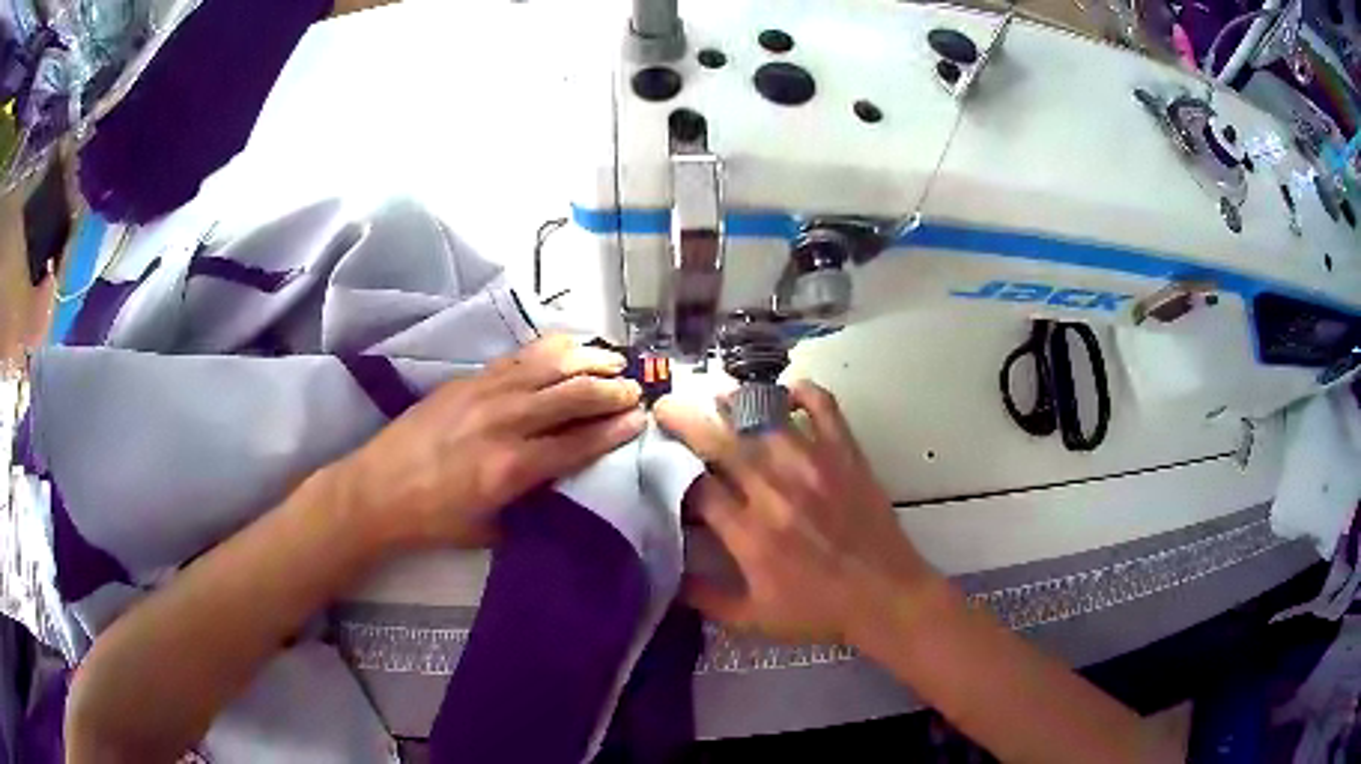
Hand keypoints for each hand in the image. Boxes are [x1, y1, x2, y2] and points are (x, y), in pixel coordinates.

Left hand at [339, 336, 645, 550]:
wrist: (376, 490)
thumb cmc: (433, 520)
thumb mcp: (491, 528)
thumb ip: (531, 503)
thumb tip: (561, 482)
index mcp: (511, 468)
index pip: (578, 442)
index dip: (614, 429)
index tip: (640, 419)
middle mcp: (504, 422)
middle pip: (571, 394)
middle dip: (611, 389)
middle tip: (635, 389)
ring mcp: (484, 393)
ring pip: (548, 365)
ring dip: (586, 360)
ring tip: (612, 360)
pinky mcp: (467, 380)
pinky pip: (518, 357)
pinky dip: (549, 349)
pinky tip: (567, 347)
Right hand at [655, 382, 942, 643]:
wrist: (885, 596)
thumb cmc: (818, 611)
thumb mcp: (753, 620)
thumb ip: (705, 599)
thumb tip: (668, 579)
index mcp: (749, 534)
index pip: (697, 487)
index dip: (672, 469)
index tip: (660, 460)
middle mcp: (775, 491)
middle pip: (721, 442)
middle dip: (686, 420)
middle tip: (666, 406)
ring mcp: (814, 466)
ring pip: (765, 418)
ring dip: (736, 403)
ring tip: (719, 398)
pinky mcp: (845, 455)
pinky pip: (824, 407)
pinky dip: (804, 392)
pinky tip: (788, 394)